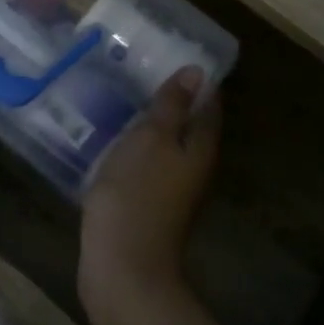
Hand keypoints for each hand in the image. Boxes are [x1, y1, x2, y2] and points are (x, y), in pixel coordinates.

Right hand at [79, 67, 220, 322]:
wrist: (123, 268)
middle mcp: (194, 168)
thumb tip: (197, 73)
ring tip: (126, 100)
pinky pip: (149, 166)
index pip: (208, 105)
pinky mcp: (149, 207)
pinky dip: (137, 149)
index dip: (197, 82)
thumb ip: (171, 107)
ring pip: (168, 147)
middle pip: (190, 127)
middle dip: (174, 101)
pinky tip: (115, 141)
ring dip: (153, 126)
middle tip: (145, 72)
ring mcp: (173, 191)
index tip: (176, 56)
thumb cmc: (137, 194)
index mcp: (200, 148)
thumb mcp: (151, 139)